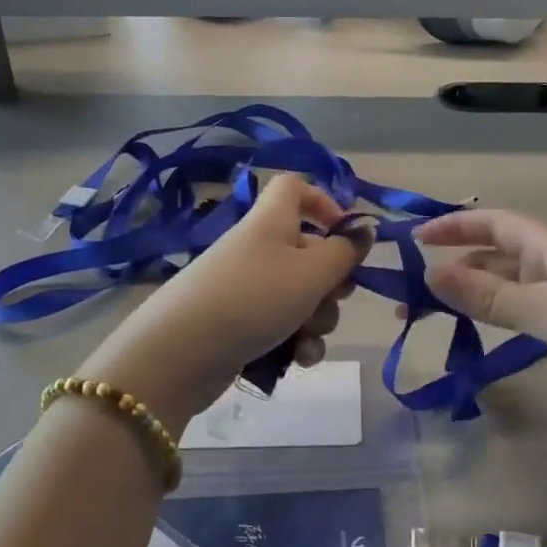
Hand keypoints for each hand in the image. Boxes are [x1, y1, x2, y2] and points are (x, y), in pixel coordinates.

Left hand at [79, 174, 370, 433]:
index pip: (295, 188)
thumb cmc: (255, 297)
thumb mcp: (312, 273)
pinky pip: (282, 325)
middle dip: (332, 281)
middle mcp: (260, 248)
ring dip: (317, 319)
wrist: (181, 354)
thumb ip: (345, 252)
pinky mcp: (241, 325)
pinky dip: (296, 341)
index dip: (323, 202)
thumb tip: (365, 229)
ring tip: (307, 337)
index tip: (345, 233)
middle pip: (309, 250)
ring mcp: (248, 288)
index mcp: (272, 221)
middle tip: (336, 297)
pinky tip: (299, 359)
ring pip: (301, 295)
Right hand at [415, 209, 546, 440]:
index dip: (455, 224)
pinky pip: (516, 314)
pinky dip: (489, 316)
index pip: (495, 223)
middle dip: (453, 262)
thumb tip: (432, 275)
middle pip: (494, 253)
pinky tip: (469, 328)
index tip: (415, 239)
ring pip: (503, 286)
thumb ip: (492, 295)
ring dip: (467, 291)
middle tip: (409, 285)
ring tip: (426, 310)